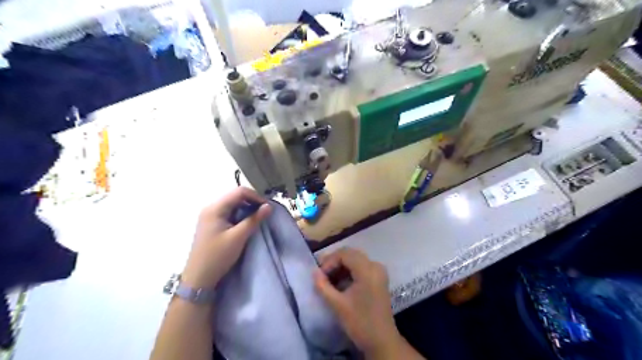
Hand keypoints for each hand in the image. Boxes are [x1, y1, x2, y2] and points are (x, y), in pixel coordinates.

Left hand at [182, 187, 268, 287]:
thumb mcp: (238, 237)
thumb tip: (269, 206)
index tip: (268, 207)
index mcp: (215, 208)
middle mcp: (211, 208)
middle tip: (265, 213)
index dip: (256, 196)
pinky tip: (247, 223)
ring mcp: (210, 216)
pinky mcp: (212, 224)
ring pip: (233, 204)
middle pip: (236, 196)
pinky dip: (240, 215)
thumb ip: (254, 219)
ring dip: (247, 208)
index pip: (239, 192)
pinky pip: (229, 212)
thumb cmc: (218, 256)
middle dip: (252, 202)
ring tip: (258, 218)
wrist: (199, 278)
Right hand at [316, 247, 402, 356]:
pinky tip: (340, 282)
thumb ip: (323, 286)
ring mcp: (378, 271)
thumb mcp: (338, 304)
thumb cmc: (360, 322)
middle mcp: (375, 265)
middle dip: (334, 262)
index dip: (329, 261)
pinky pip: (361, 266)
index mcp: (367, 270)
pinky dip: (349, 271)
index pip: (344, 254)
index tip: (320, 275)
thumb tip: (314, 272)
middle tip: (322, 275)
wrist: (382, 341)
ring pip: (355, 259)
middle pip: (350, 254)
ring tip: (329, 280)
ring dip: (341, 266)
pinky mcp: (379, 278)